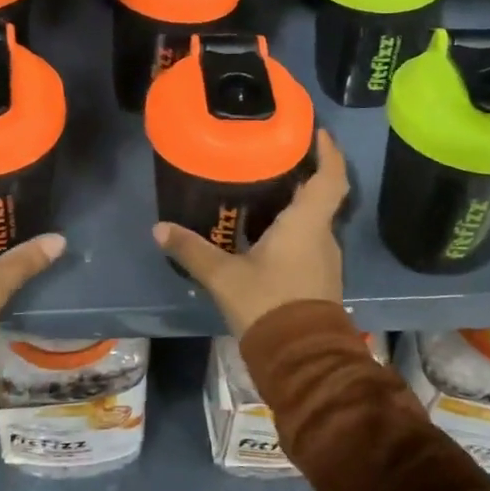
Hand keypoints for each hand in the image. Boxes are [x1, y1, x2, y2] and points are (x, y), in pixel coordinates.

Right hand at [153, 129, 349, 336]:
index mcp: (306, 224)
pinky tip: (264, 231)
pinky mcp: (318, 279)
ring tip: (264, 188)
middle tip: (273, 156)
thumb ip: (192, 250)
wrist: (300, 359)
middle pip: (320, 196)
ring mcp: (324, 259)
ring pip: (313, 220)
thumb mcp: (224, 276)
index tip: (317, 131)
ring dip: (296, 203)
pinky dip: (292, 227)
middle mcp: (322, 236)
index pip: (330, 177)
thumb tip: (159, 229)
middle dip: (302, 174)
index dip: (328, 152)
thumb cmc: (268, 304)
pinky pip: (308, 241)